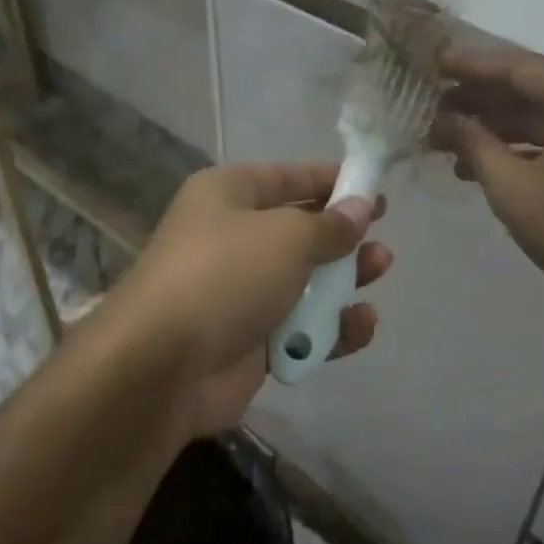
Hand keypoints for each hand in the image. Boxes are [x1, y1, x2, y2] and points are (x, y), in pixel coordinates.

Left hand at [104, 162, 391, 435]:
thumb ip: (330, 225)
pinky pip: (299, 330)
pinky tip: (362, 325)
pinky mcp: (249, 343)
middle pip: (298, 232)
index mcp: (227, 197)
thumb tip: (360, 208)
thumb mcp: (287, 237)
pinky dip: (330, 329)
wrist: (164, 366)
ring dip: (343, 280)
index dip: (330, 180)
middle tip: (379, 236)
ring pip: (303, 283)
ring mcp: (239, 295)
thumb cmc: (226, 276)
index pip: (287, 177)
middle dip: (342, 235)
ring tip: (379, 270)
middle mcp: (230, 240)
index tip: (373, 187)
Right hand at [430, 43, 543, 324]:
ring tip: (448, 140)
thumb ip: (474, 144)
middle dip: (481, 99)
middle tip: (433, 106)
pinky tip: (483, 161)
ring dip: (499, 125)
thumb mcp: (512, 188)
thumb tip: (443, 120)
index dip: (471, 65)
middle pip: (534, 86)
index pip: (519, 67)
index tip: (434, 61)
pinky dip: (526, 144)